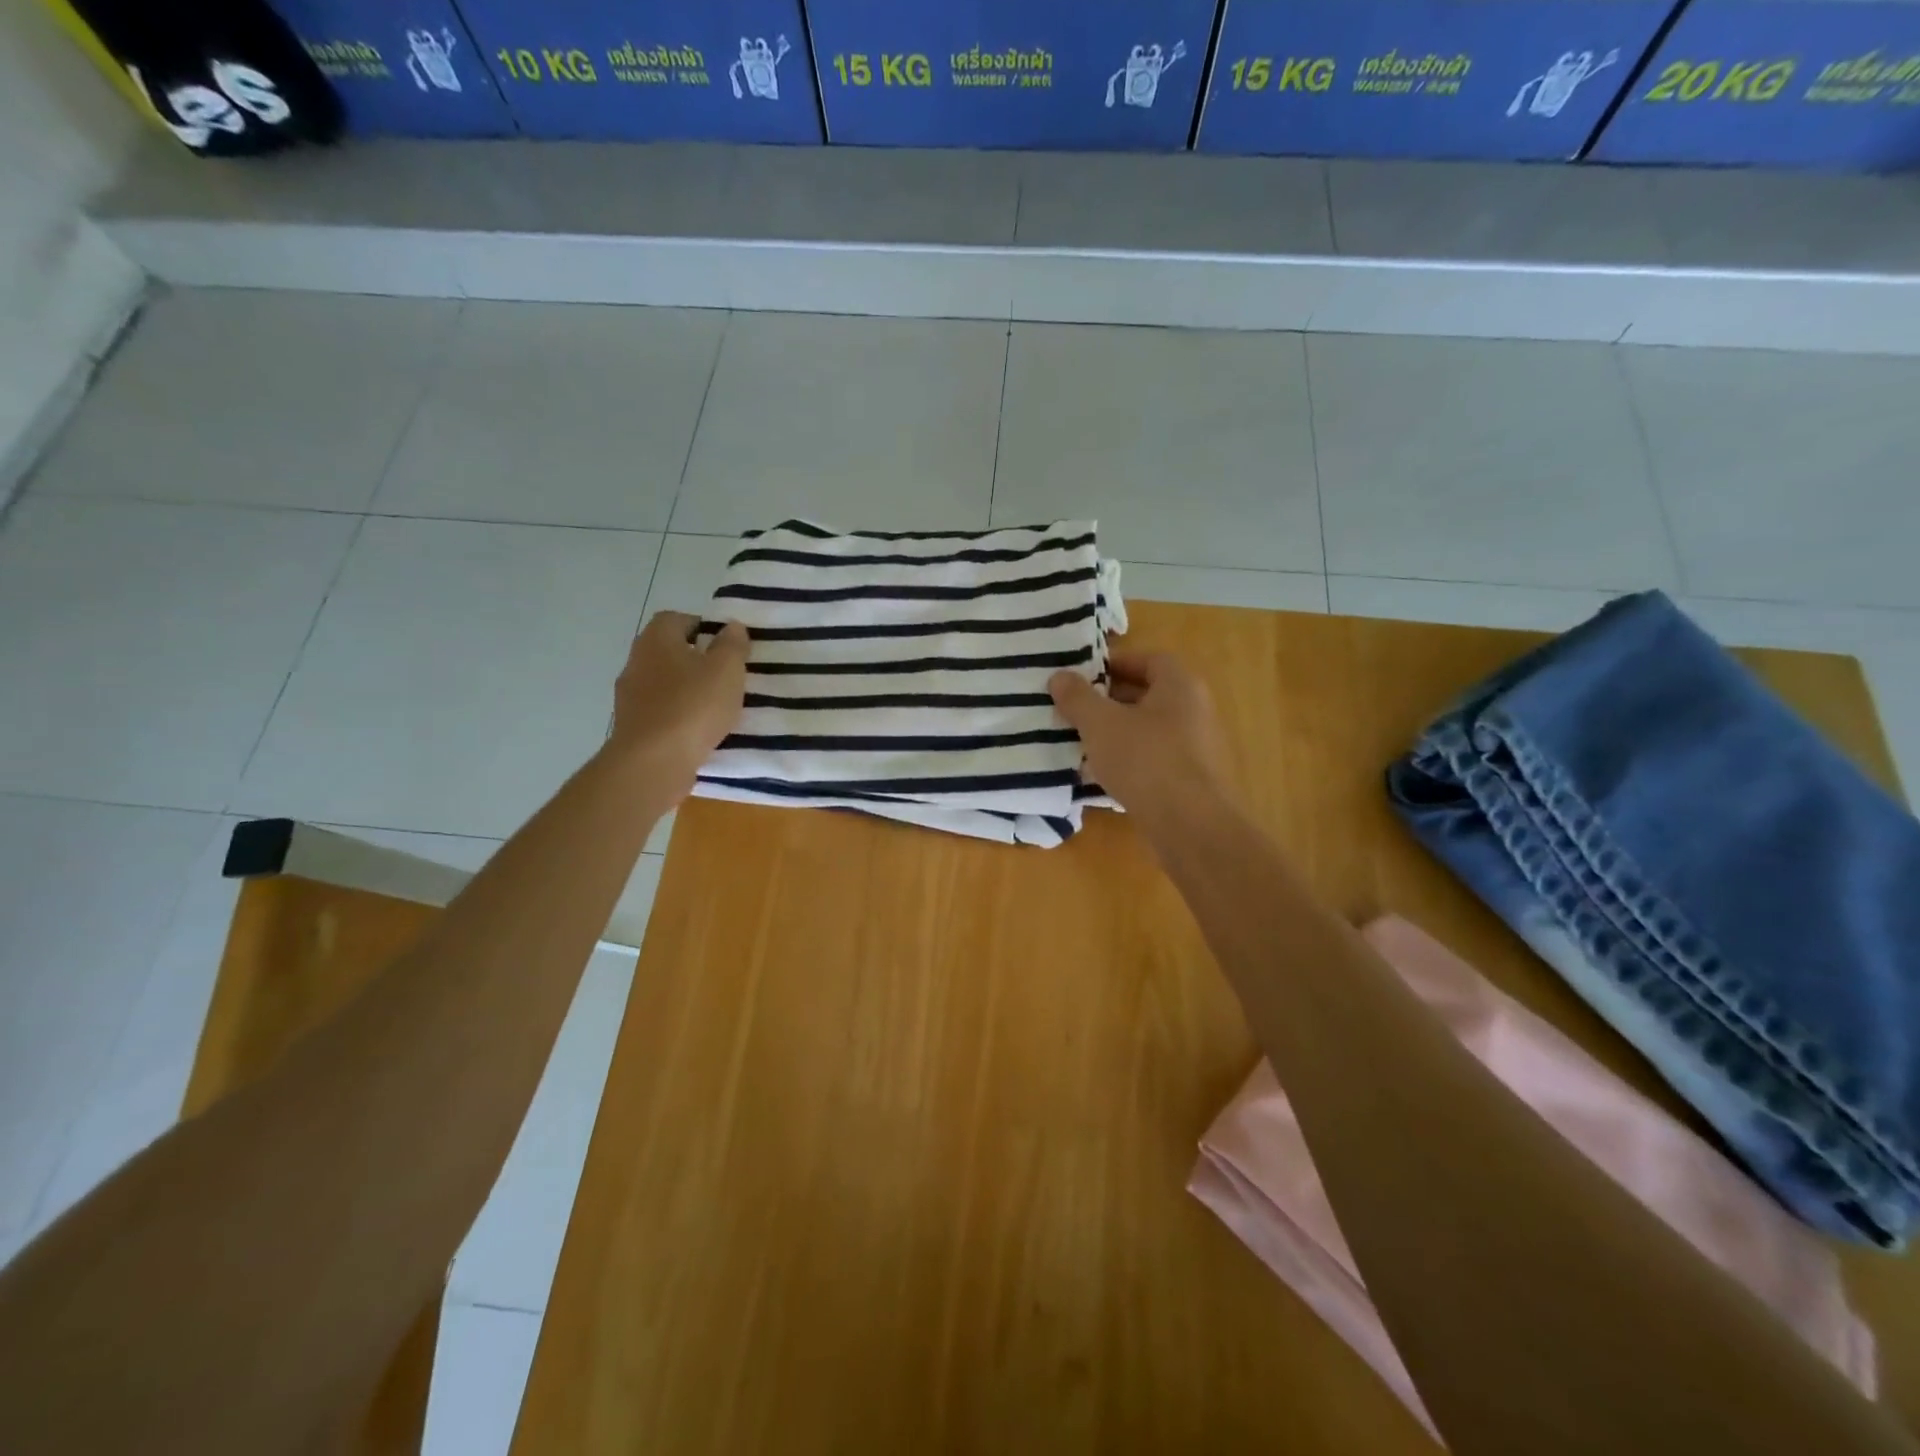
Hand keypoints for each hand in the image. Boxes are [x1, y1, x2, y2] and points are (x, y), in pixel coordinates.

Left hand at [609, 612, 749, 798]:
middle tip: (726, 675)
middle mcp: (636, 662)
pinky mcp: (632, 727)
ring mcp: (629, 697)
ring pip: (664, 683)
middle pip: (668, 651)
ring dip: (686, 690)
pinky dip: (678, 716)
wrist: (653, 762)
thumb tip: (732, 626)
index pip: (675, 619)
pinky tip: (699, 731)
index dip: (701, 626)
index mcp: (656, 640)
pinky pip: (660, 712)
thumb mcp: (726, 670)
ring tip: (716, 706)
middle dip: (696, 660)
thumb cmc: (693, 707)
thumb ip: (732, 645)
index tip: (726, 645)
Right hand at [1049, 652, 1232, 833]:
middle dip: (1111, 699)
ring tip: (1085, 741)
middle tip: (1078, 709)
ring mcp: (1198, 746)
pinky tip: (1106, 774)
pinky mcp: (1192, 779)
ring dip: (1119, 731)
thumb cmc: (1145, 760)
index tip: (1084, 677)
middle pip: (1150, 694)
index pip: (1150, 659)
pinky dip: (1131, 759)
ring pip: (1150, 728)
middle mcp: (1195, 710)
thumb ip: (1077, 697)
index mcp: (1180, 685)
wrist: (1189, 824)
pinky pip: (1156, 757)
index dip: (1116, 663)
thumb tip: (1059, 676)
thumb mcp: (1100, 724)